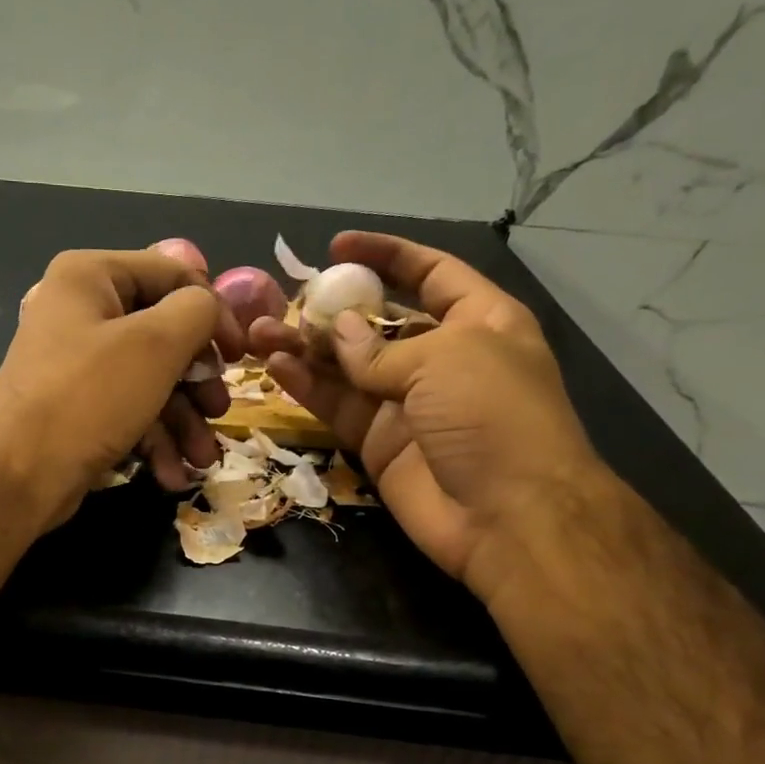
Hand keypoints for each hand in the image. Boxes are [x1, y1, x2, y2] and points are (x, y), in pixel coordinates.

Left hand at [0, 243, 245, 527]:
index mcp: (90, 277)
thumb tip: (209, 307)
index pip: (171, 275)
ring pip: (149, 381)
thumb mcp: (156, 344)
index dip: (214, 312)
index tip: (241, 355)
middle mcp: (80, 313)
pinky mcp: (76, 409)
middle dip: (197, 381)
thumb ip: (197, 311)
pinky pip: (127, 411)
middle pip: (162, 334)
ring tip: (204, 458)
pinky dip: (154, 440)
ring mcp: (75, 364)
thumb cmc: (88, 397)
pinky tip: (173, 473)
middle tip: (220, 411)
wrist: (18, 477)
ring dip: (182, 421)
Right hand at [249, 231, 608, 602]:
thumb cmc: (492, 417)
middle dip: (331, 309)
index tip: (337, 247)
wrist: (506, 516)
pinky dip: (307, 387)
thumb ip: (380, 348)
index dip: (386, 256)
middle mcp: (441, 357)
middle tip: (281, 302)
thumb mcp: (445, 360)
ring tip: (258, 334)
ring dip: (304, 349)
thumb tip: (336, 330)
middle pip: (377, 322)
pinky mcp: (378, 441)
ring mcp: (406, 402)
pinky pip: (337, 405)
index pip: (429, 274)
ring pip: (346, 366)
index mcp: (479, 321)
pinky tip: (274, 366)